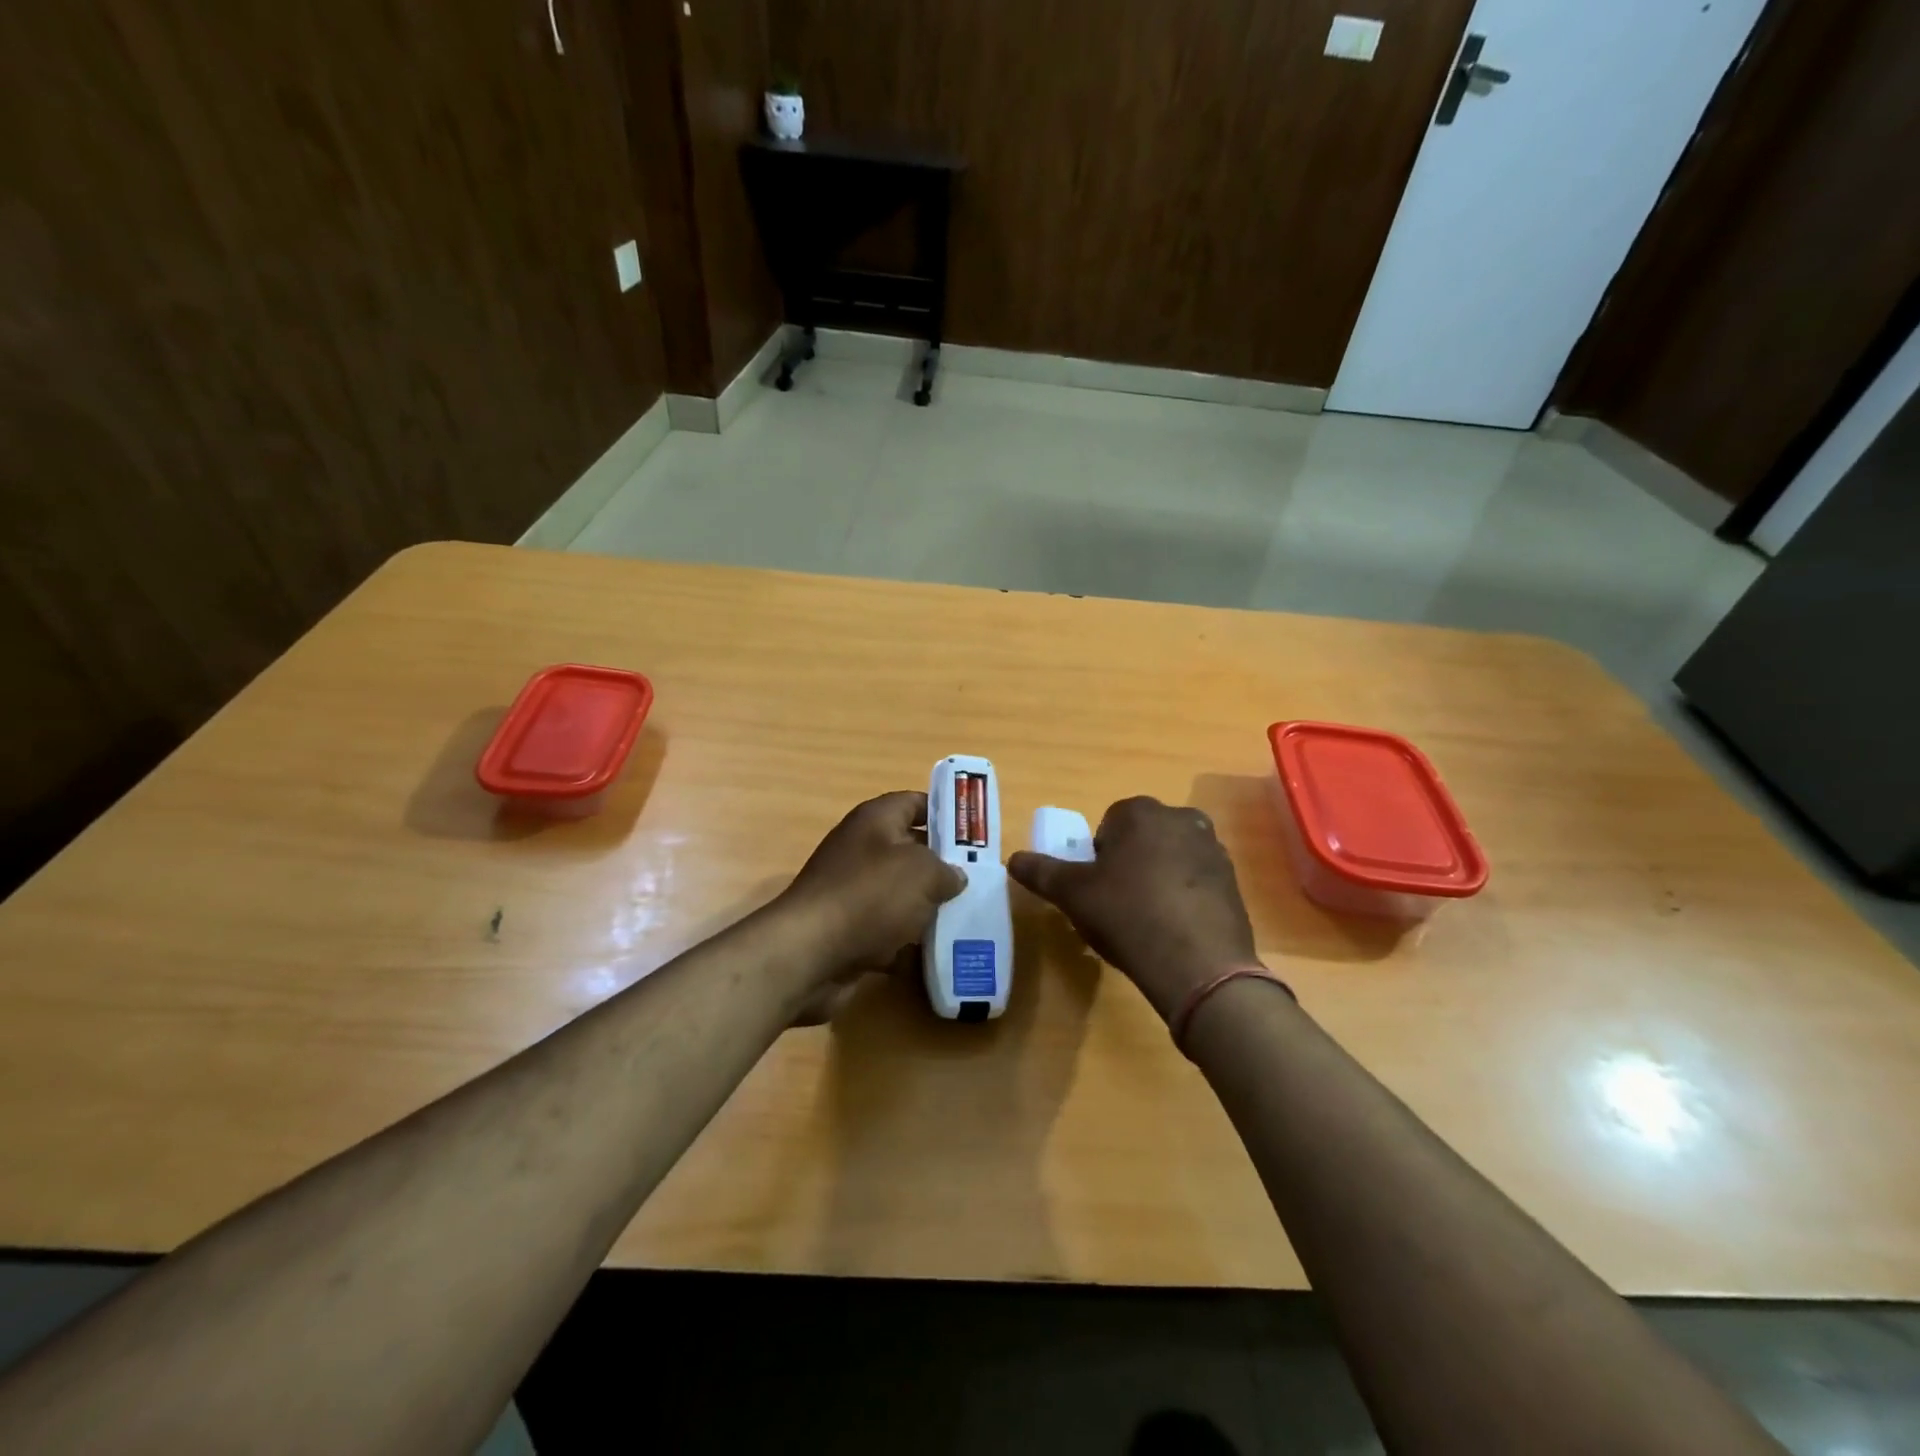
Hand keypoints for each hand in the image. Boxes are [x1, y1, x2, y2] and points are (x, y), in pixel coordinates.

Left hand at [777, 792, 965, 1021]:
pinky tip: (935, 953)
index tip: (976, 833)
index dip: (946, 813)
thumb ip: (947, 870)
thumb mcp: (923, 872)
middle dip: (943, 866)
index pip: (915, 802)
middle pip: (911, 850)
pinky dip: (907, 942)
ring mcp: (852, 891)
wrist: (809, 953)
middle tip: (979, 880)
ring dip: (928, 908)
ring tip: (966, 918)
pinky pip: (887, 929)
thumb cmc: (870, 896)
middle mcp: (861, 849)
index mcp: (875, 820)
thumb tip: (954, 876)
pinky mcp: (848, 929)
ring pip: (901, 894)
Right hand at [1008, 796, 1257, 1021]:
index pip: (1108, 825)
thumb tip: (1012, 859)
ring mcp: (1213, 848)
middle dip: (1129, 864)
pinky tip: (1174, 930)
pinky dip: (1183, 897)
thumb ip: (1041, 871)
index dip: (1097, 858)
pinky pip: (1196, 881)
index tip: (1096, 890)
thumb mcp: (1073, 894)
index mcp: (1140, 811)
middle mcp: (1181, 817)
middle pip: (1141, 839)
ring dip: (1157, 879)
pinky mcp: (1233, 880)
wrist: (1199, 965)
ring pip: (1170, 858)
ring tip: (1146, 921)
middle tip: (1117, 905)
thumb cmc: (1128, 915)